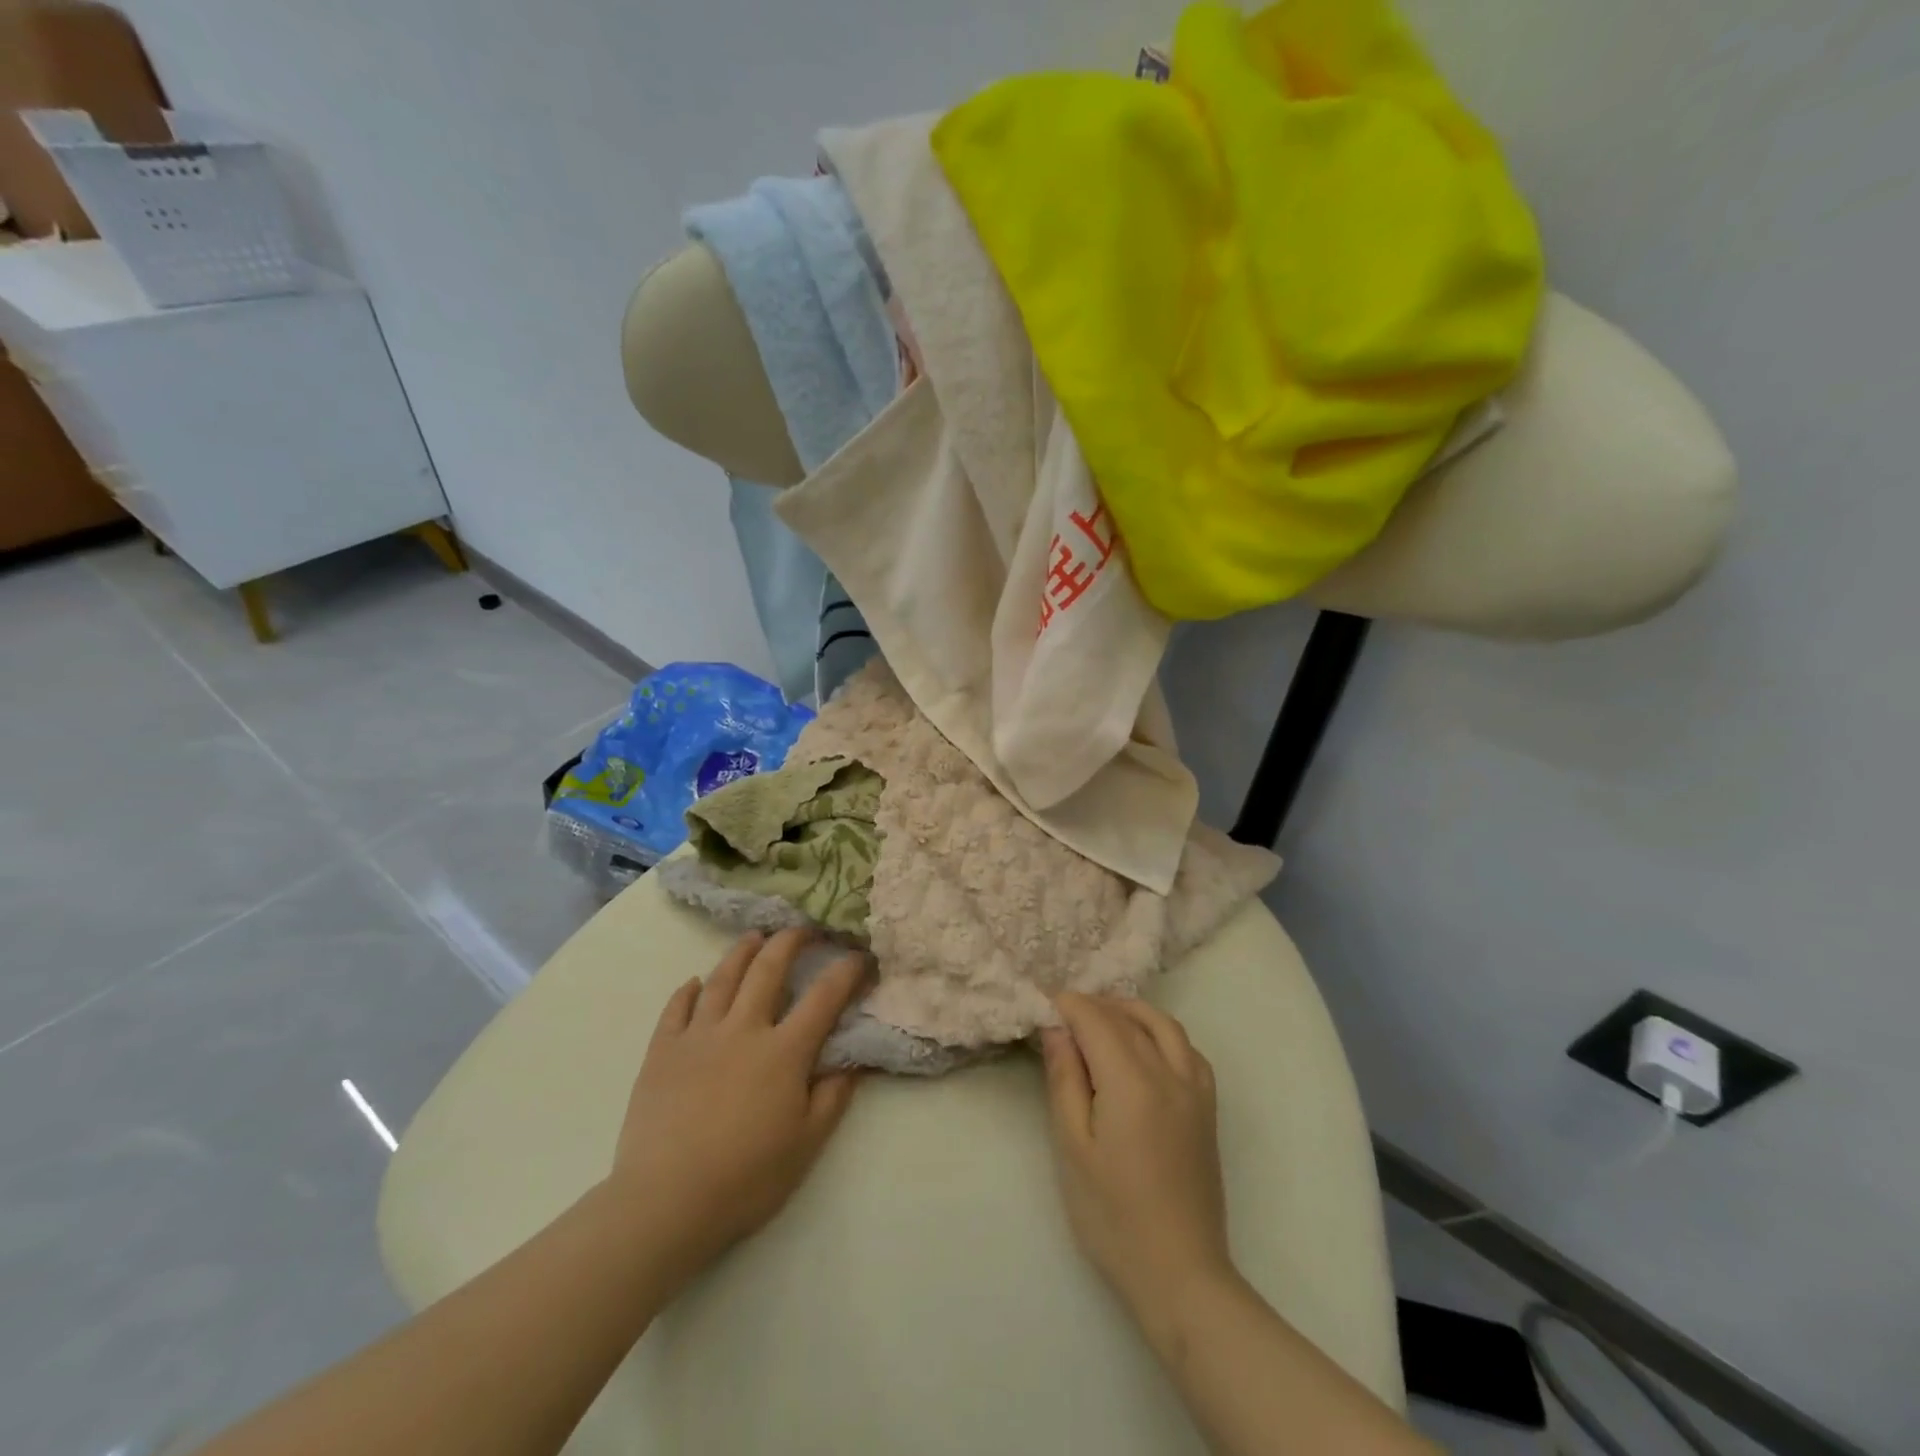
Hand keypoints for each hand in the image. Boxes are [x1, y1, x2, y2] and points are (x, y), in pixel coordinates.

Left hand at [604, 929, 867, 1294]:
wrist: (665, 1203)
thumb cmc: (746, 1178)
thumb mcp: (806, 1145)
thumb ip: (833, 1097)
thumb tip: (854, 1061)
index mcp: (784, 1051)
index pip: (824, 997)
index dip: (846, 971)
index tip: (860, 955)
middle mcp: (743, 1029)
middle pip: (768, 969)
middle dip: (790, 941)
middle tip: (803, 928)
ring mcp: (698, 1036)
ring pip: (722, 978)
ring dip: (742, 952)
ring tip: (754, 937)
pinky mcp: (662, 1051)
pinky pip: (676, 1008)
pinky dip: (688, 990)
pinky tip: (695, 983)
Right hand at [1041, 993, 1234, 1321]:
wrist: (1180, 1274)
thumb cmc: (1113, 1216)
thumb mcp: (1072, 1147)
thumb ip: (1065, 1080)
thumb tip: (1057, 1029)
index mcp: (1132, 1082)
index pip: (1096, 1020)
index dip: (1068, 1005)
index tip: (1042, 1003)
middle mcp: (1169, 1073)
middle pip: (1127, 1018)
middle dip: (1093, 1006)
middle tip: (1061, 1015)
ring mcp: (1195, 1089)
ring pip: (1163, 1025)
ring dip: (1129, 1011)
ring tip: (1100, 1019)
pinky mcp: (1208, 1108)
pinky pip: (1188, 1049)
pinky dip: (1162, 1033)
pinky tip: (1144, 1047)